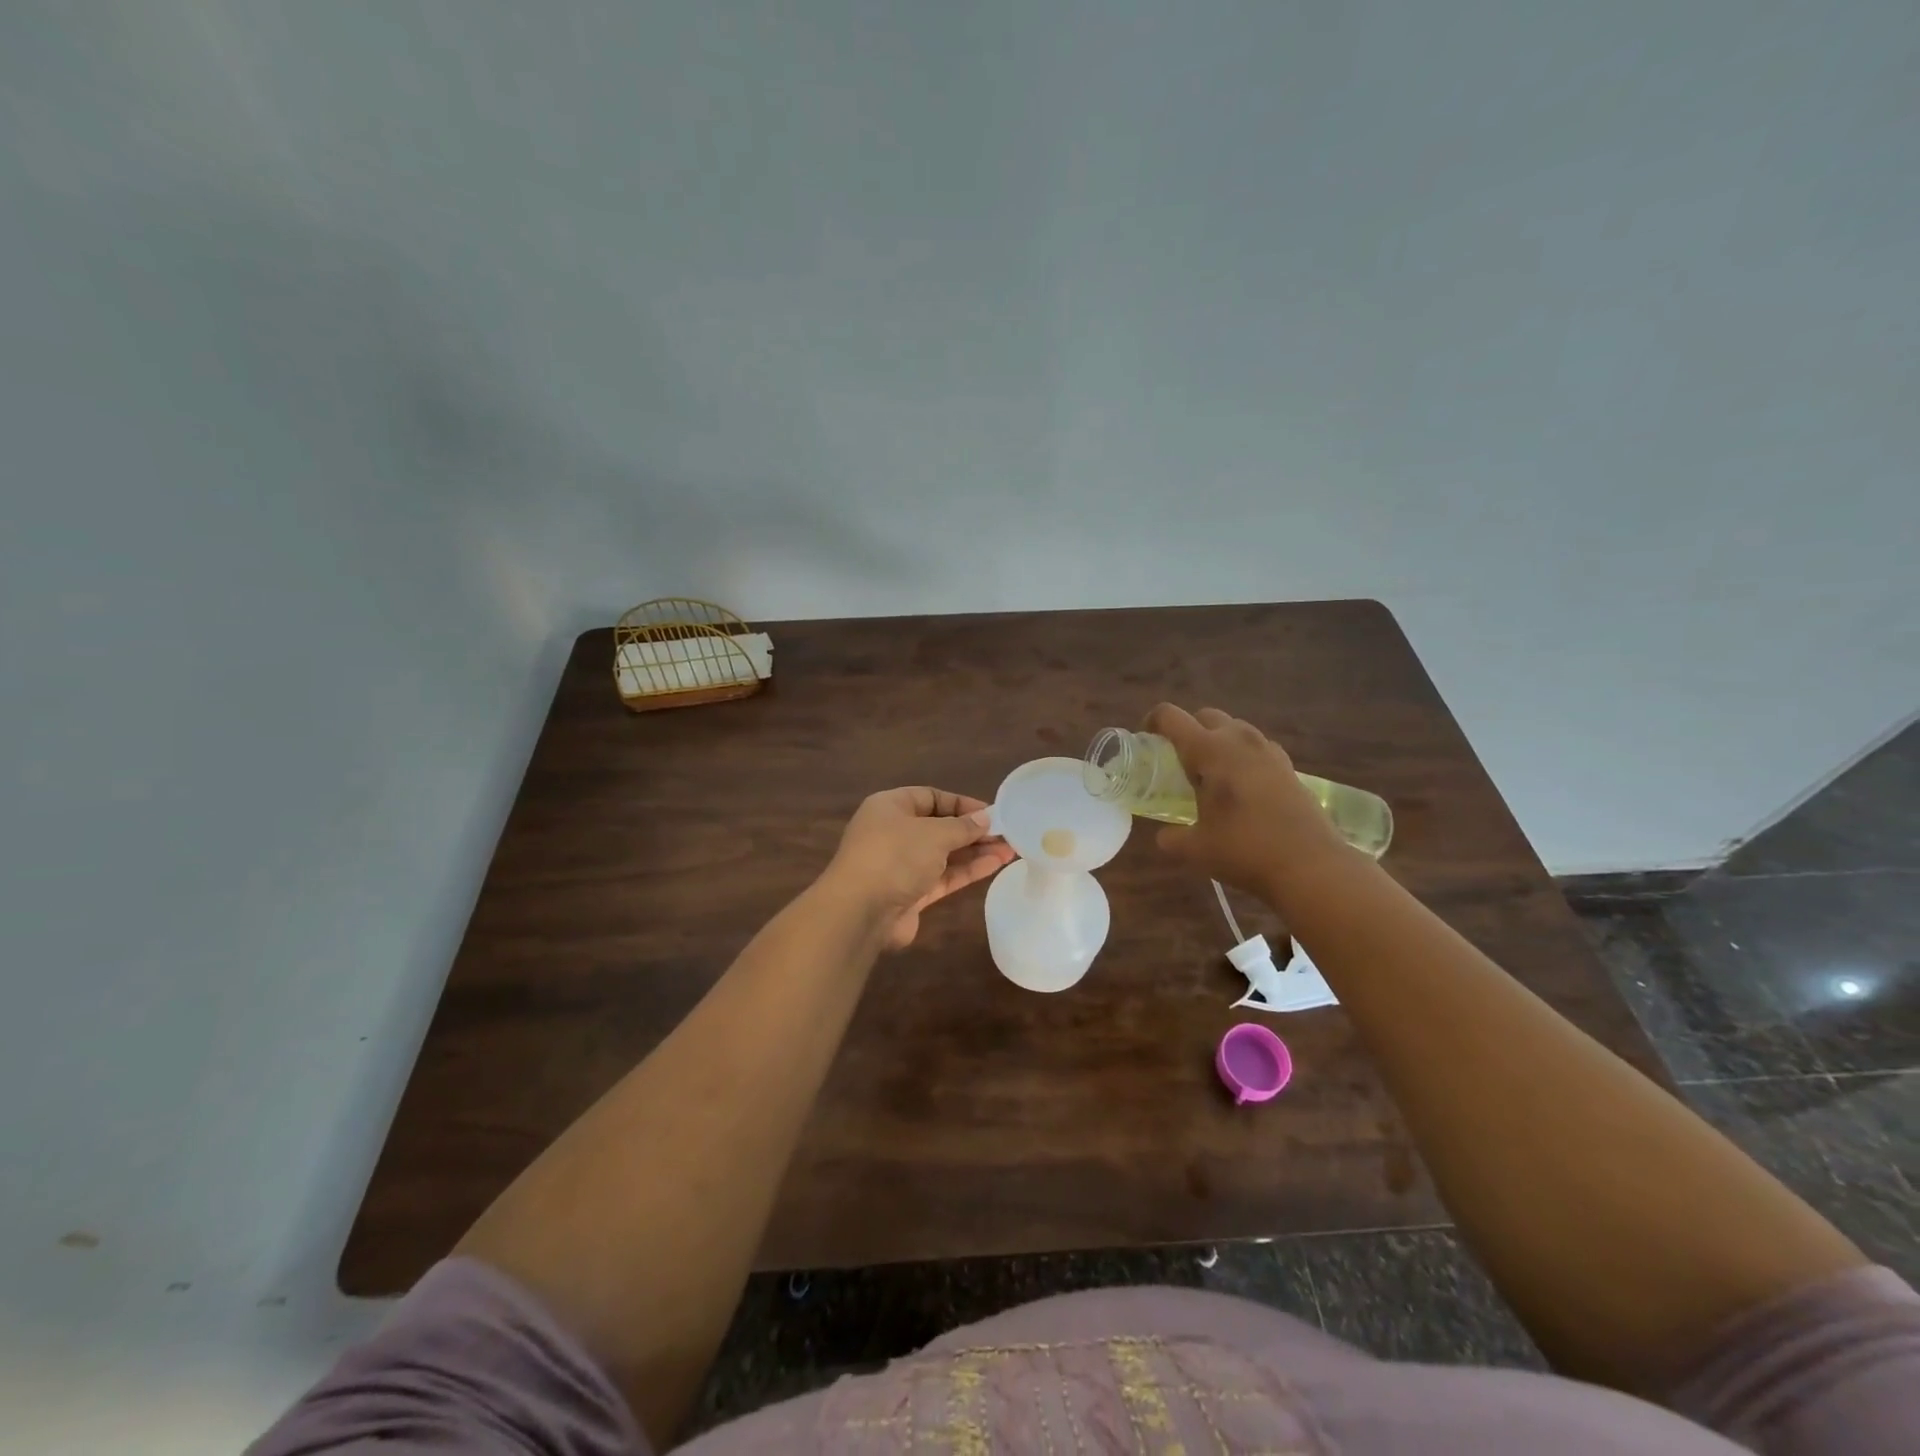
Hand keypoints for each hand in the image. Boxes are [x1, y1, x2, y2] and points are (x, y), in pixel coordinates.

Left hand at [822, 787, 1015, 949]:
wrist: (860, 912)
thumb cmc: (895, 856)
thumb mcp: (933, 833)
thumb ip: (962, 826)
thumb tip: (985, 819)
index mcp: (890, 807)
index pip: (930, 797)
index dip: (961, 803)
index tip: (992, 812)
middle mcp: (894, 833)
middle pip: (939, 826)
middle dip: (972, 830)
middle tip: (1008, 834)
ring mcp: (901, 865)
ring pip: (944, 854)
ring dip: (975, 851)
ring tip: (1010, 850)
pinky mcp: (910, 894)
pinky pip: (943, 876)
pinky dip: (967, 871)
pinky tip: (994, 865)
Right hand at [1146, 703, 1353, 894]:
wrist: (1311, 865)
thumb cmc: (1244, 850)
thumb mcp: (1195, 849)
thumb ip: (1172, 838)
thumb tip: (1164, 836)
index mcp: (1209, 750)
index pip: (1171, 717)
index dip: (1153, 722)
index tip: (1147, 740)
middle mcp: (1239, 740)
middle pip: (1206, 716)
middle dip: (1188, 731)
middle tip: (1179, 762)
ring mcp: (1268, 751)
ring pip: (1235, 729)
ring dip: (1218, 742)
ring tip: (1211, 776)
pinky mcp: (1289, 767)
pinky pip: (1258, 748)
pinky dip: (1243, 758)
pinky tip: (1242, 788)